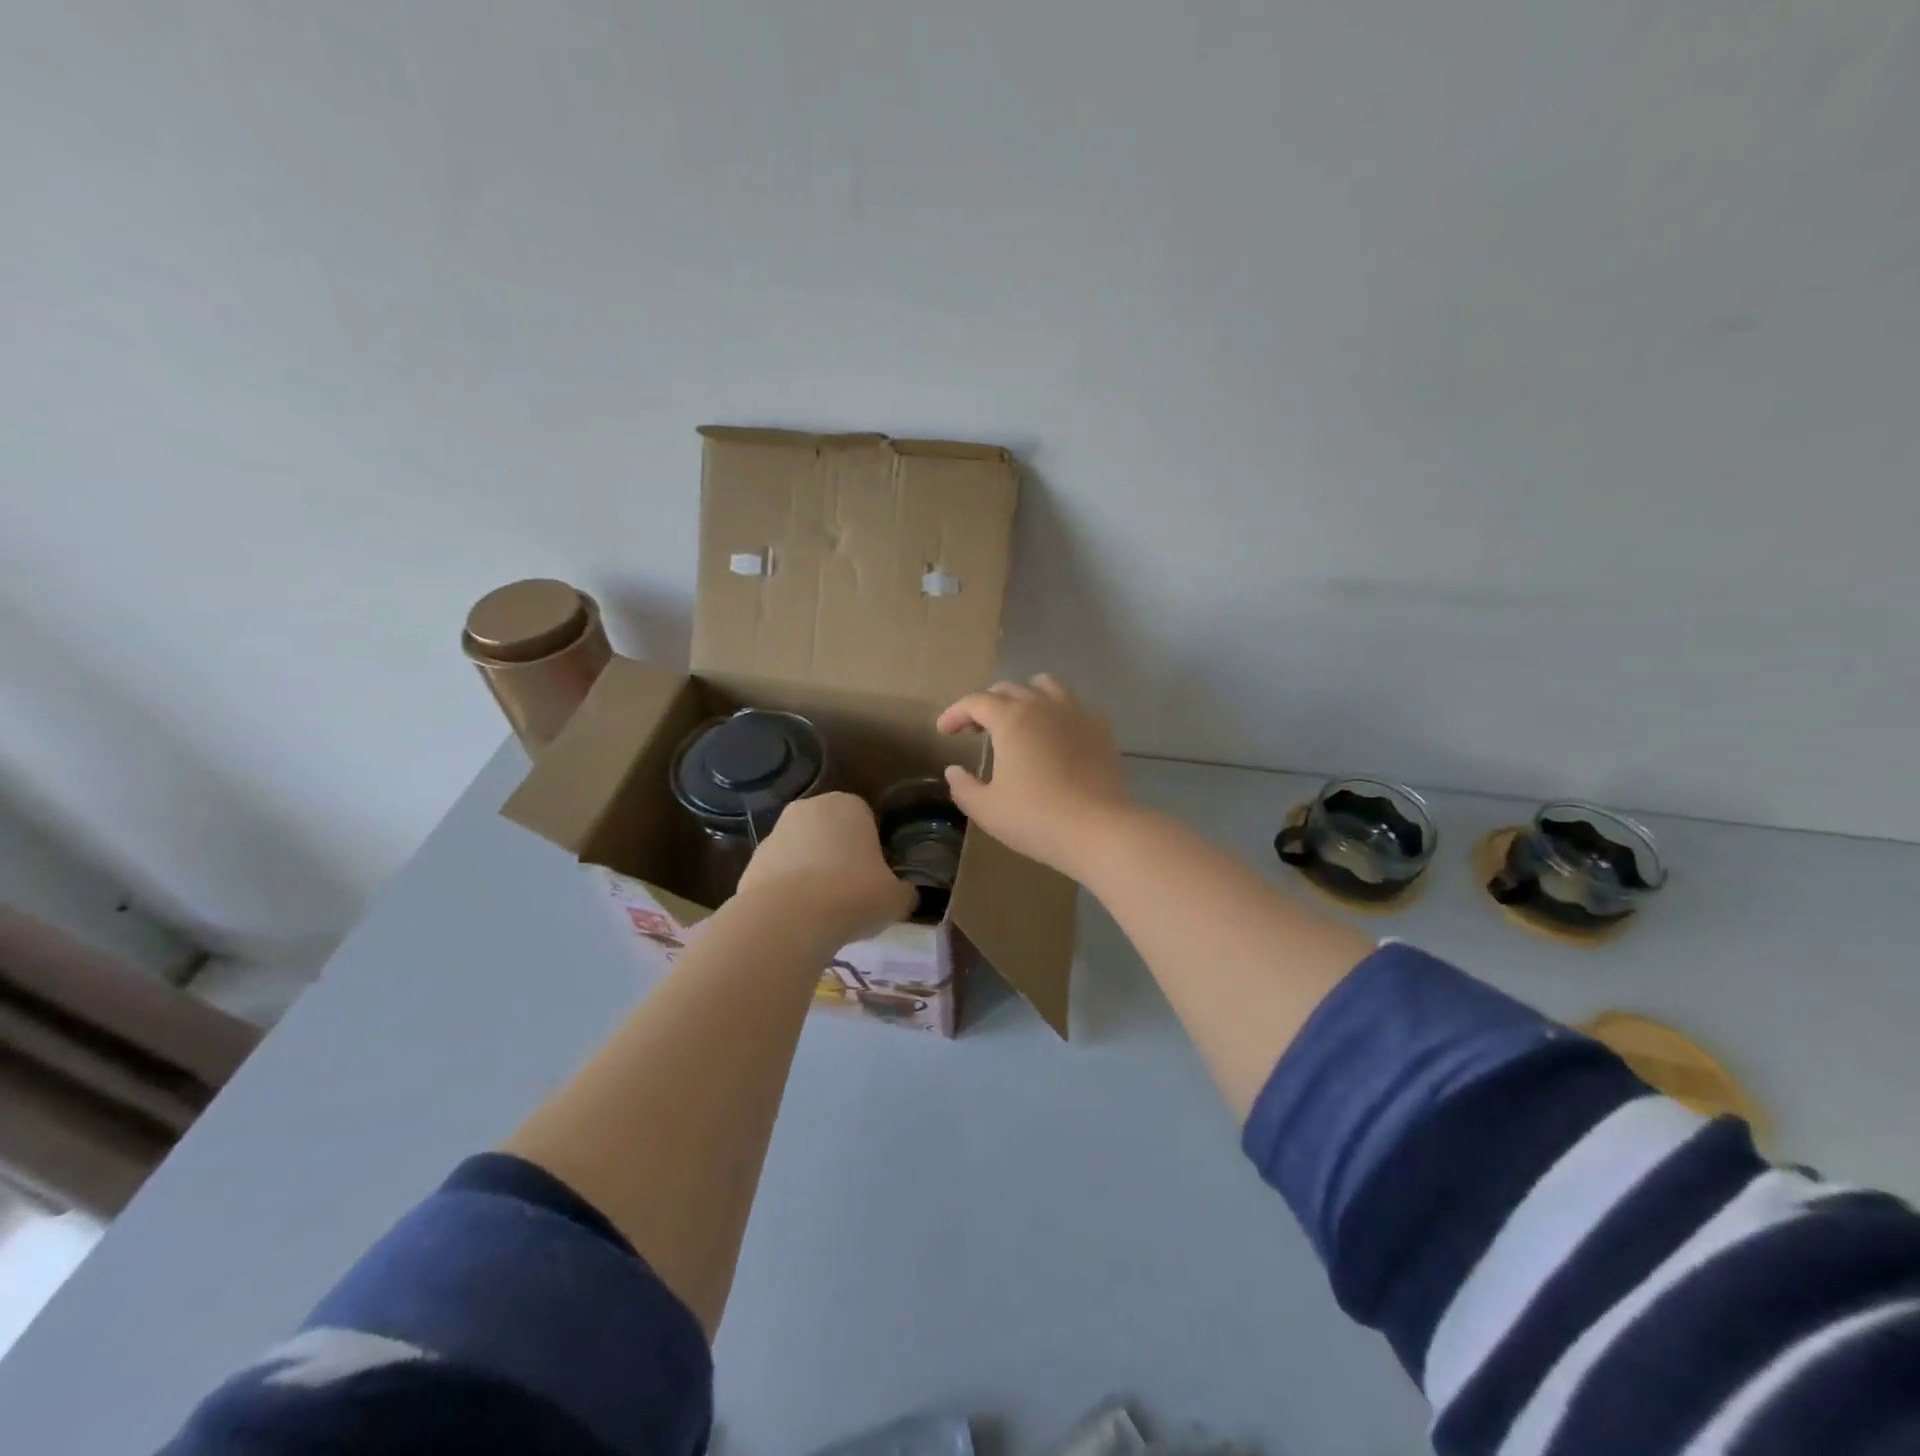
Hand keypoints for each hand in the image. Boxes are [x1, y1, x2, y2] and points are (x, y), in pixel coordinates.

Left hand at [735, 793, 914, 949]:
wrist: (786, 920)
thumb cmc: (852, 896)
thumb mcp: (896, 899)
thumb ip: (904, 891)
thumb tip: (904, 893)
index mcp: (849, 805)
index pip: (867, 819)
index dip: (874, 849)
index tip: (877, 877)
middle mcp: (809, 809)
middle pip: (832, 832)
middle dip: (840, 857)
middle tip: (853, 893)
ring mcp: (775, 834)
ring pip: (803, 853)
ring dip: (813, 874)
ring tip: (825, 912)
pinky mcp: (751, 863)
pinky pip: (780, 876)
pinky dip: (789, 893)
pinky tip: (800, 920)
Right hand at [937, 674, 1135, 878]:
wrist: (1099, 829)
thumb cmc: (1036, 818)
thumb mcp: (987, 809)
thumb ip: (964, 787)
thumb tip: (954, 770)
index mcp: (1011, 719)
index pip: (975, 702)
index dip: (955, 713)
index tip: (944, 731)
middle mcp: (1042, 705)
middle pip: (1008, 689)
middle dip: (985, 706)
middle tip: (974, 731)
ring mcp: (1075, 712)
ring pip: (1044, 687)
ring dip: (1023, 697)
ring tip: (1016, 721)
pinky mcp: (1100, 727)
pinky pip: (1072, 704)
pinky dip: (1054, 710)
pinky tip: (1053, 735)